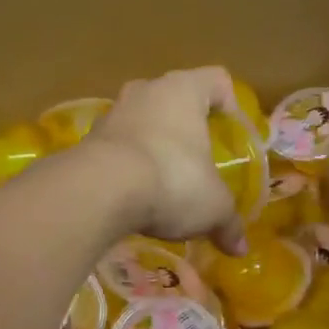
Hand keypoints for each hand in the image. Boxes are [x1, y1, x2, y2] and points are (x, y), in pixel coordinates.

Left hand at [87, 66, 247, 253]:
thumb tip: (240, 248)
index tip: (231, 134)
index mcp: (184, 90)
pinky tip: (135, 194)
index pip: (217, 81)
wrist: (100, 192)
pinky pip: (118, 145)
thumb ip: (229, 222)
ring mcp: (113, 112)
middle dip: (186, 126)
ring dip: (154, 144)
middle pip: (175, 98)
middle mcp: (147, 91)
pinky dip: (128, 164)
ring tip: (164, 181)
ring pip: (143, 120)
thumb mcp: (213, 207)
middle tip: (198, 159)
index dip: (229, 103)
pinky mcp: (88, 139)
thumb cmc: (172, 181)